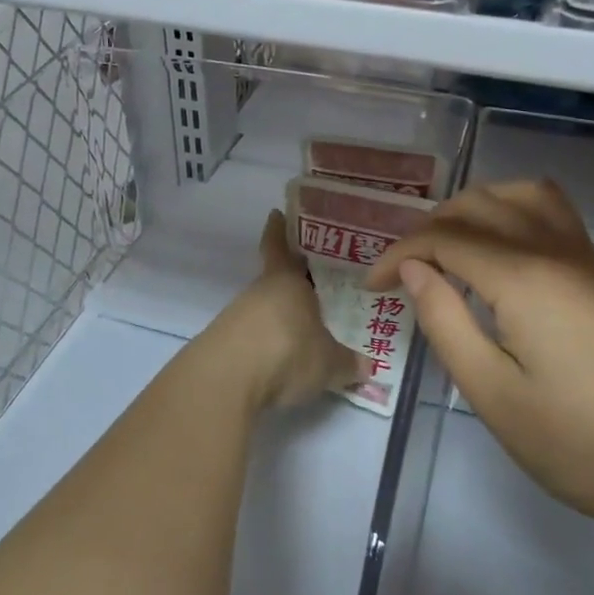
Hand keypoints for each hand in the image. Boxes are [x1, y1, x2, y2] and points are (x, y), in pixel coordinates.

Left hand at [224, 210, 362, 411]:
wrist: (227, 380)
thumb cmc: (287, 351)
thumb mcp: (329, 363)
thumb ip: (348, 362)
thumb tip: (368, 365)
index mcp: (286, 280)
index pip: (279, 245)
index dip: (279, 230)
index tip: (277, 214)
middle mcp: (259, 292)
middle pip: (276, 279)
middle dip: (294, 281)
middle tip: (317, 283)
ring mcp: (237, 317)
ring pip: (265, 308)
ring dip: (281, 316)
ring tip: (306, 329)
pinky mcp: (225, 344)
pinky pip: (253, 336)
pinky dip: (268, 342)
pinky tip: (283, 358)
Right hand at [366, 180, 593, 537]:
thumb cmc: (572, 443)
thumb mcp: (490, 392)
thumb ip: (444, 320)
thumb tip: (412, 268)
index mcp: (523, 279)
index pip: (443, 239)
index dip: (398, 254)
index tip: (371, 286)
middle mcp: (553, 250)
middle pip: (477, 205)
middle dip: (428, 228)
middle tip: (403, 272)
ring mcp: (583, 256)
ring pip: (518, 194)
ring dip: (472, 208)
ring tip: (447, 247)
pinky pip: (551, 210)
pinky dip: (512, 209)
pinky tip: (499, 247)